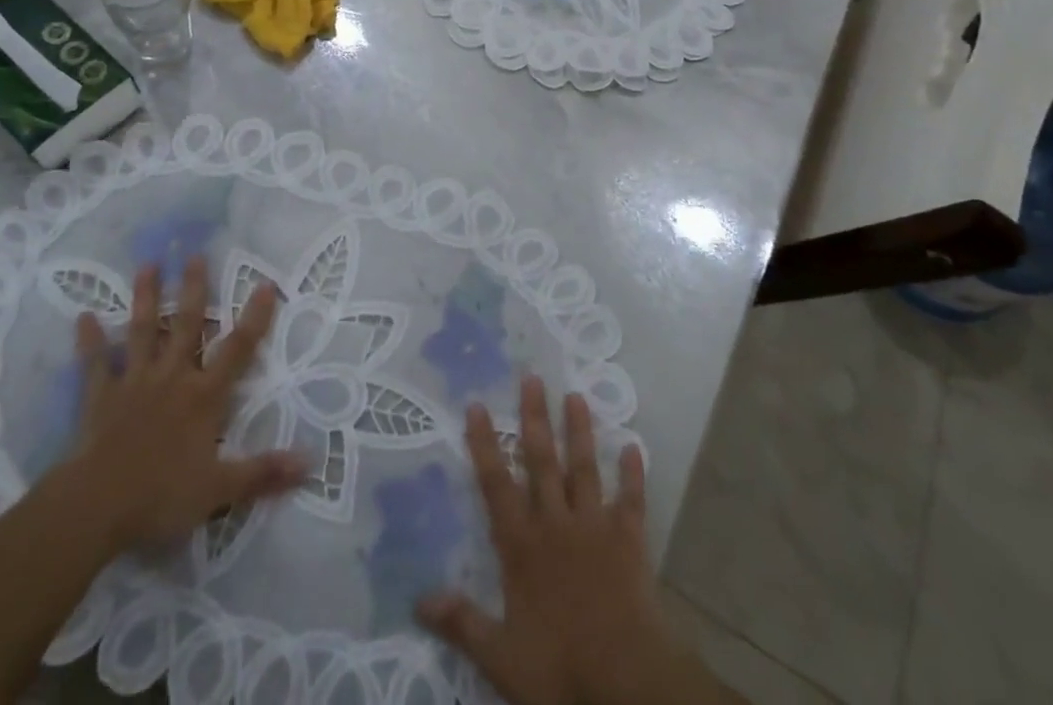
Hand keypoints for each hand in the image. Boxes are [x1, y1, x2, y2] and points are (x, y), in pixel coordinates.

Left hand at [54, 256, 305, 554]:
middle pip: (185, 325)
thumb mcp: (220, 490)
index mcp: (204, 396)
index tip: (265, 283)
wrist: (96, 507)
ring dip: (144, 298)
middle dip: (192, 289)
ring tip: (148, 264)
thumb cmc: (161, 496)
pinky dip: (89, 341)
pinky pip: (95, 364)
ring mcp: (134, 382)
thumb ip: (263, 472)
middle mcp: (172, 377)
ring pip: (142, 332)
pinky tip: (82, 316)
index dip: (254, 318)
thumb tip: (310, 461)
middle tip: (194, 254)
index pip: (238, 350)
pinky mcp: (101, 396)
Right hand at [416, 377, 707, 704]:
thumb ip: (462, 623)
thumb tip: (418, 599)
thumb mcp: (501, 657)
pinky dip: (633, 475)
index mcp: (522, 545)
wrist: (625, 683)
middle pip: (542, 461)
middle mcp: (555, 523)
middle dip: (534, 418)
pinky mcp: (629, 541)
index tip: (477, 404)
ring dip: (580, 432)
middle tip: (532, 377)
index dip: (484, 444)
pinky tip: (635, 447)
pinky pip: (631, 501)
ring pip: (584, 469)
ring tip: (576, 396)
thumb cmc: (560, 668)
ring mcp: (594, 527)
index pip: (496, 484)